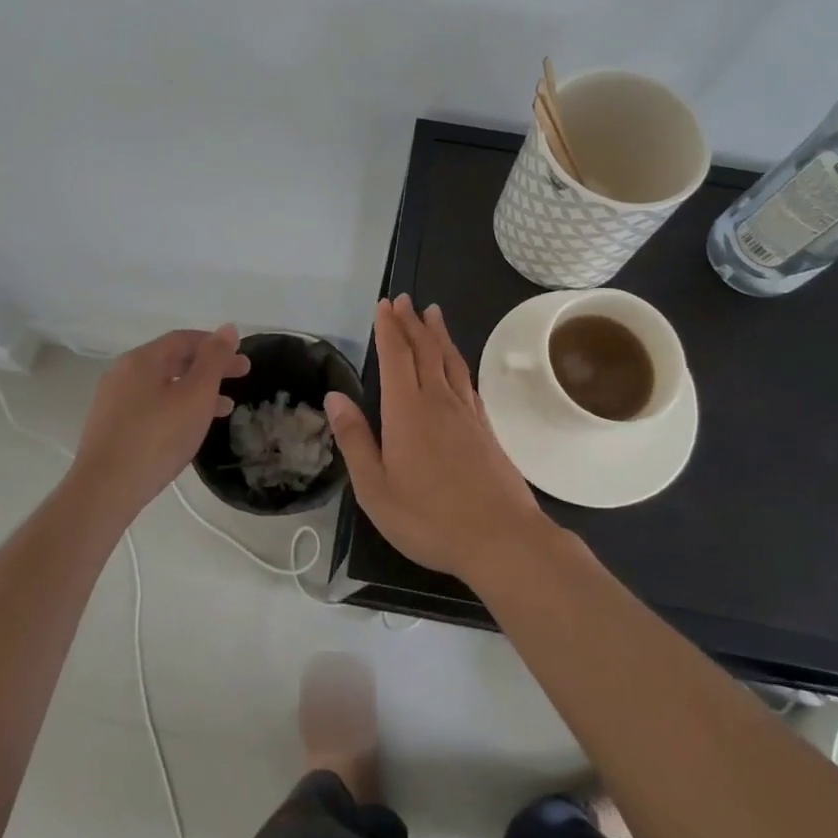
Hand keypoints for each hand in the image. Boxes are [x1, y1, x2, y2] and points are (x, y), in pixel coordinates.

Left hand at [72, 326, 249, 516]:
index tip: (242, 359)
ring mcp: (113, 401)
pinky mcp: (110, 427)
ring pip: (163, 385)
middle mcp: (122, 373)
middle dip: (209, 368)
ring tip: (224, 408)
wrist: (105, 491)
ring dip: (195, 391)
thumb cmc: (157, 438)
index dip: (216, 345)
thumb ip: (214, 360)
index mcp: (141, 359)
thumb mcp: (196, 395)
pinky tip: (189, 428)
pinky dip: (176, 407)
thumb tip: (227, 328)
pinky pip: (150, 406)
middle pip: (172, 360)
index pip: (183, 339)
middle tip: (241, 377)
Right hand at [325, 296, 549, 583]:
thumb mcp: (376, 488)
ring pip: (449, 360)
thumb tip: (335, 396)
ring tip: (432, 313)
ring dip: (438, 334)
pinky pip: (467, 380)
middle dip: (411, 322)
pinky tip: (456, 363)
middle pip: (424, 350)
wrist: (501, 538)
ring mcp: (466, 413)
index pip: (395, 357)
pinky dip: (458, 361)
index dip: (388, 328)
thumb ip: (355, 440)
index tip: (384, 305)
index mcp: (406, 411)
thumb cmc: (429, 518)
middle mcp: (438, 401)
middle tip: (404, 300)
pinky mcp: (486, 427)